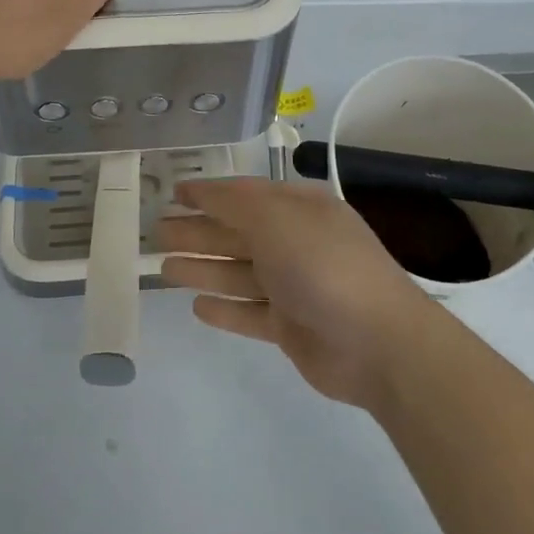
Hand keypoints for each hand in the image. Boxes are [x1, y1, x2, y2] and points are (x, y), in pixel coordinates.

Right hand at [158, 178, 434, 408]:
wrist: (378, 342)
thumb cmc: (323, 265)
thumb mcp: (276, 218)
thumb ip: (233, 203)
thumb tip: (200, 191)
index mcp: (300, 208)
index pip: (245, 194)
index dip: (208, 193)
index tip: (173, 193)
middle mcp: (297, 242)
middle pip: (237, 233)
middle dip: (198, 231)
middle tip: (156, 232)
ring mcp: (295, 286)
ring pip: (239, 272)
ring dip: (203, 267)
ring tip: (162, 268)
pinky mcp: (292, 326)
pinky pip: (249, 312)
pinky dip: (225, 308)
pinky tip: (197, 306)